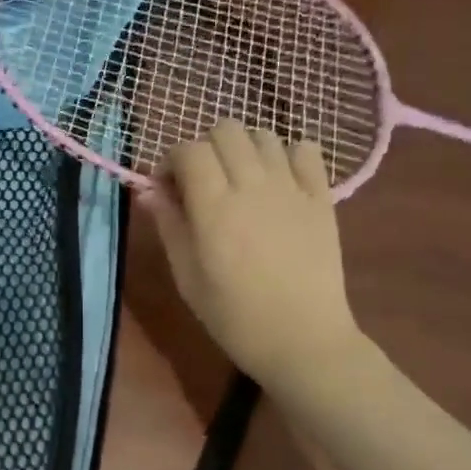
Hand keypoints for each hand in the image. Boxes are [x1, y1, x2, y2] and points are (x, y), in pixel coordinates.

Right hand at [145, 122, 363, 387]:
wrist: (302, 339)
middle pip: (226, 130)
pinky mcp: (321, 197)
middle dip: (205, 148)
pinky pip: (306, 150)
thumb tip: (149, 190)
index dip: (171, 161)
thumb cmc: (233, 316)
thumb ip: (168, 225)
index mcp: (214, 206)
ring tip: (239, 180)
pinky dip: (287, 155)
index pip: (188, 151)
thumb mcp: (187, 276)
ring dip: (243, 149)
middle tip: (202, 182)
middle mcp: (253, 185)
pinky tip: (278, 180)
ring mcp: (292, 188)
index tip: (167, 188)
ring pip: (264, 135)